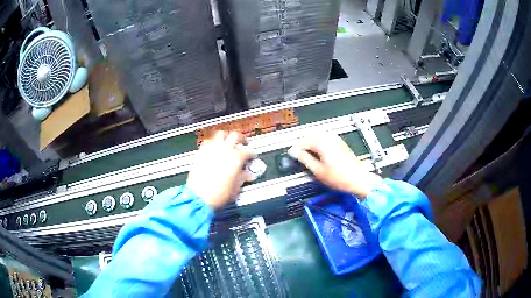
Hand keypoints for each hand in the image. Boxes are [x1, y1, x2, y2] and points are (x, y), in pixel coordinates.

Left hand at [187, 131, 254, 208]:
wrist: (198, 196)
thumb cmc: (218, 194)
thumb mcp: (235, 188)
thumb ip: (242, 178)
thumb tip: (248, 175)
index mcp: (236, 158)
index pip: (247, 151)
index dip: (252, 153)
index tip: (252, 156)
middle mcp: (224, 150)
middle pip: (235, 136)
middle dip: (241, 138)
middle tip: (243, 143)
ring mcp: (212, 149)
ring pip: (221, 134)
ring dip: (226, 137)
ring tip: (228, 142)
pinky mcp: (201, 152)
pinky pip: (208, 141)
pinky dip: (213, 142)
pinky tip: (214, 148)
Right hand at [288, 133, 382, 198]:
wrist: (358, 179)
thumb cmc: (339, 177)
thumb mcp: (318, 171)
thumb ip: (305, 159)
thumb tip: (294, 152)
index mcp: (322, 143)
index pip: (303, 141)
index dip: (296, 148)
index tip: (292, 154)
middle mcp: (329, 138)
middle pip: (311, 134)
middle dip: (303, 142)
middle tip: (298, 153)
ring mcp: (336, 139)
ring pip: (318, 134)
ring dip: (311, 141)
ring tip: (307, 153)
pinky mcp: (340, 143)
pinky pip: (326, 137)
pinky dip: (319, 142)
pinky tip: (319, 151)